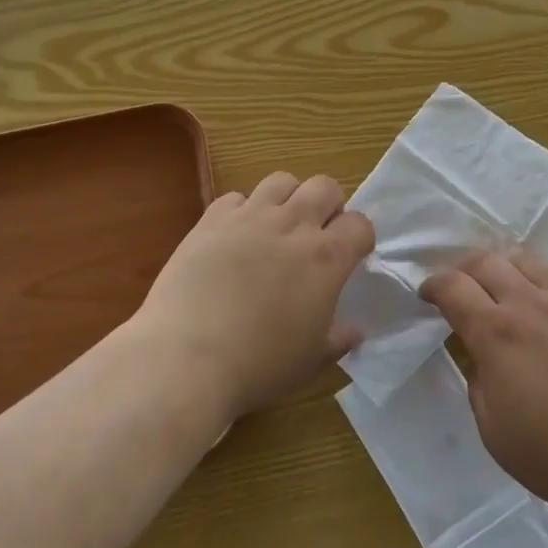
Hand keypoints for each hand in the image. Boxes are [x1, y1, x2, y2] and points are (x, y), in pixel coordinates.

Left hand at [134, 172, 373, 420]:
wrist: (187, 358)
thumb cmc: (259, 366)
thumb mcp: (311, 361)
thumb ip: (338, 338)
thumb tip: (354, 329)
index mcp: (327, 258)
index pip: (360, 224)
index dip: (359, 238)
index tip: (351, 256)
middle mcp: (294, 225)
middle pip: (325, 187)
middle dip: (328, 206)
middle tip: (316, 235)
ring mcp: (250, 217)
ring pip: (281, 181)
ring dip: (288, 199)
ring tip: (276, 227)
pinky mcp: (211, 219)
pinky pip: (236, 197)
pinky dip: (242, 211)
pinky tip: (234, 237)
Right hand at [421, 249, 547, 527]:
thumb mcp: (493, 430)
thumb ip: (478, 380)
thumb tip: (480, 354)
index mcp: (497, 333)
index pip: (452, 287)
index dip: (433, 285)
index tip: (427, 293)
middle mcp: (531, 302)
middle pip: (487, 261)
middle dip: (463, 267)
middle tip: (459, 284)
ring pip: (527, 261)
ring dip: (503, 268)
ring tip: (501, 287)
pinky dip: (541, 283)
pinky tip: (547, 307)